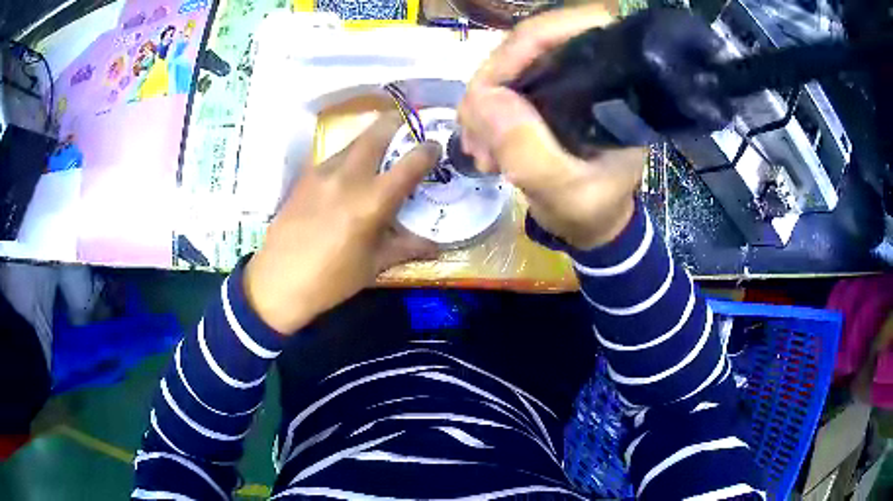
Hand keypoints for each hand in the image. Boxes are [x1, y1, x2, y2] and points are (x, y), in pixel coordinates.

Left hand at [244, 114, 440, 333]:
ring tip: (380, 149)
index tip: (435, 147)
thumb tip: (435, 244)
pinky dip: (349, 156)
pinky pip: (334, 156)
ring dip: (371, 138)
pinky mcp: (305, 177)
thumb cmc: (331, 280)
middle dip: (396, 122)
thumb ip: (406, 247)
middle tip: (407, 124)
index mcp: (372, 201)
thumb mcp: (374, 265)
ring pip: (353, 141)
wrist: (278, 281)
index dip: (428, 150)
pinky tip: (348, 174)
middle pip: (377, 132)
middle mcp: (349, 177)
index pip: (410, 162)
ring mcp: (323, 172)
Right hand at [458, 5, 645, 250]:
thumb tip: (483, 98)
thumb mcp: (564, 193)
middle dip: (492, 82)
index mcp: (616, 87)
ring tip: (479, 149)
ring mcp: (566, 79)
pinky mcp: (547, 90)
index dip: (527, 43)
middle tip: (475, 132)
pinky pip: (504, 83)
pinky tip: (482, 143)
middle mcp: (593, 72)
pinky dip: (485, 110)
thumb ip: (528, 152)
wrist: (592, 224)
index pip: (575, 29)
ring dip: (483, 102)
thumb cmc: (591, 210)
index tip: (490, 86)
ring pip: (510, 63)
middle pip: (530, 44)